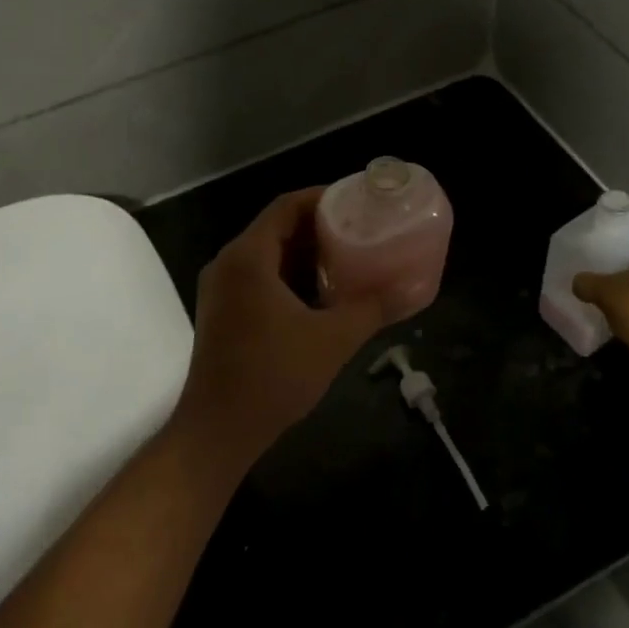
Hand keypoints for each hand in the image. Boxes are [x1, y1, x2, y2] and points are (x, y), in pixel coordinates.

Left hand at [170, 188, 386, 471]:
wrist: (218, 430)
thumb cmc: (273, 376)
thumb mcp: (332, 340)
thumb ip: (372, 308)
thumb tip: (410, 289)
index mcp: (248, 257)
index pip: (287, 206)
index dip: (323, 197)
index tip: (358, 201)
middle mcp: (228, 264)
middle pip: (276, 227)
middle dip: (319, 226)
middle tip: (361, 229)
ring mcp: (221, 289)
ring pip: (268, 255)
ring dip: (305, 254)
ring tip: (349, 258)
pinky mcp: (222, 312)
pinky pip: (259, 278)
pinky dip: (290, 276)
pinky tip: (322, 294)